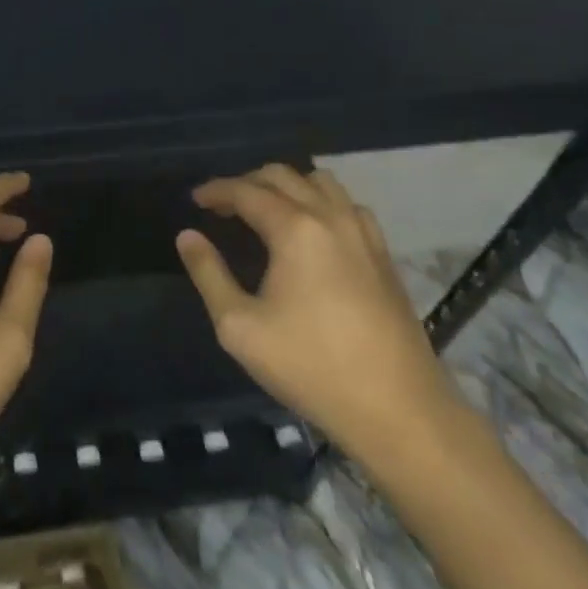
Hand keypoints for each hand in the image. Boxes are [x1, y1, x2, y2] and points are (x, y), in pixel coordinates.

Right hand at [177, 164, 460, 466]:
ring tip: (266, 210)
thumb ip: (209, 274)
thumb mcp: (240, 327)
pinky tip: (312, 231)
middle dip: (247, 182)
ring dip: (287, 186)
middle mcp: (331, 218)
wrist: (399, 412)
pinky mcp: (384, 256)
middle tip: (223, 206)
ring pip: (321, 183)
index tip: (195, 199)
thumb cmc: (311, 367)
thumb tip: (187, 236)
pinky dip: (321, 202)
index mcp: (295, 230)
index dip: (216, 190)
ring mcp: (364, 235)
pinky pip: (348, 206)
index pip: (246, 191)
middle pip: (283, 176)